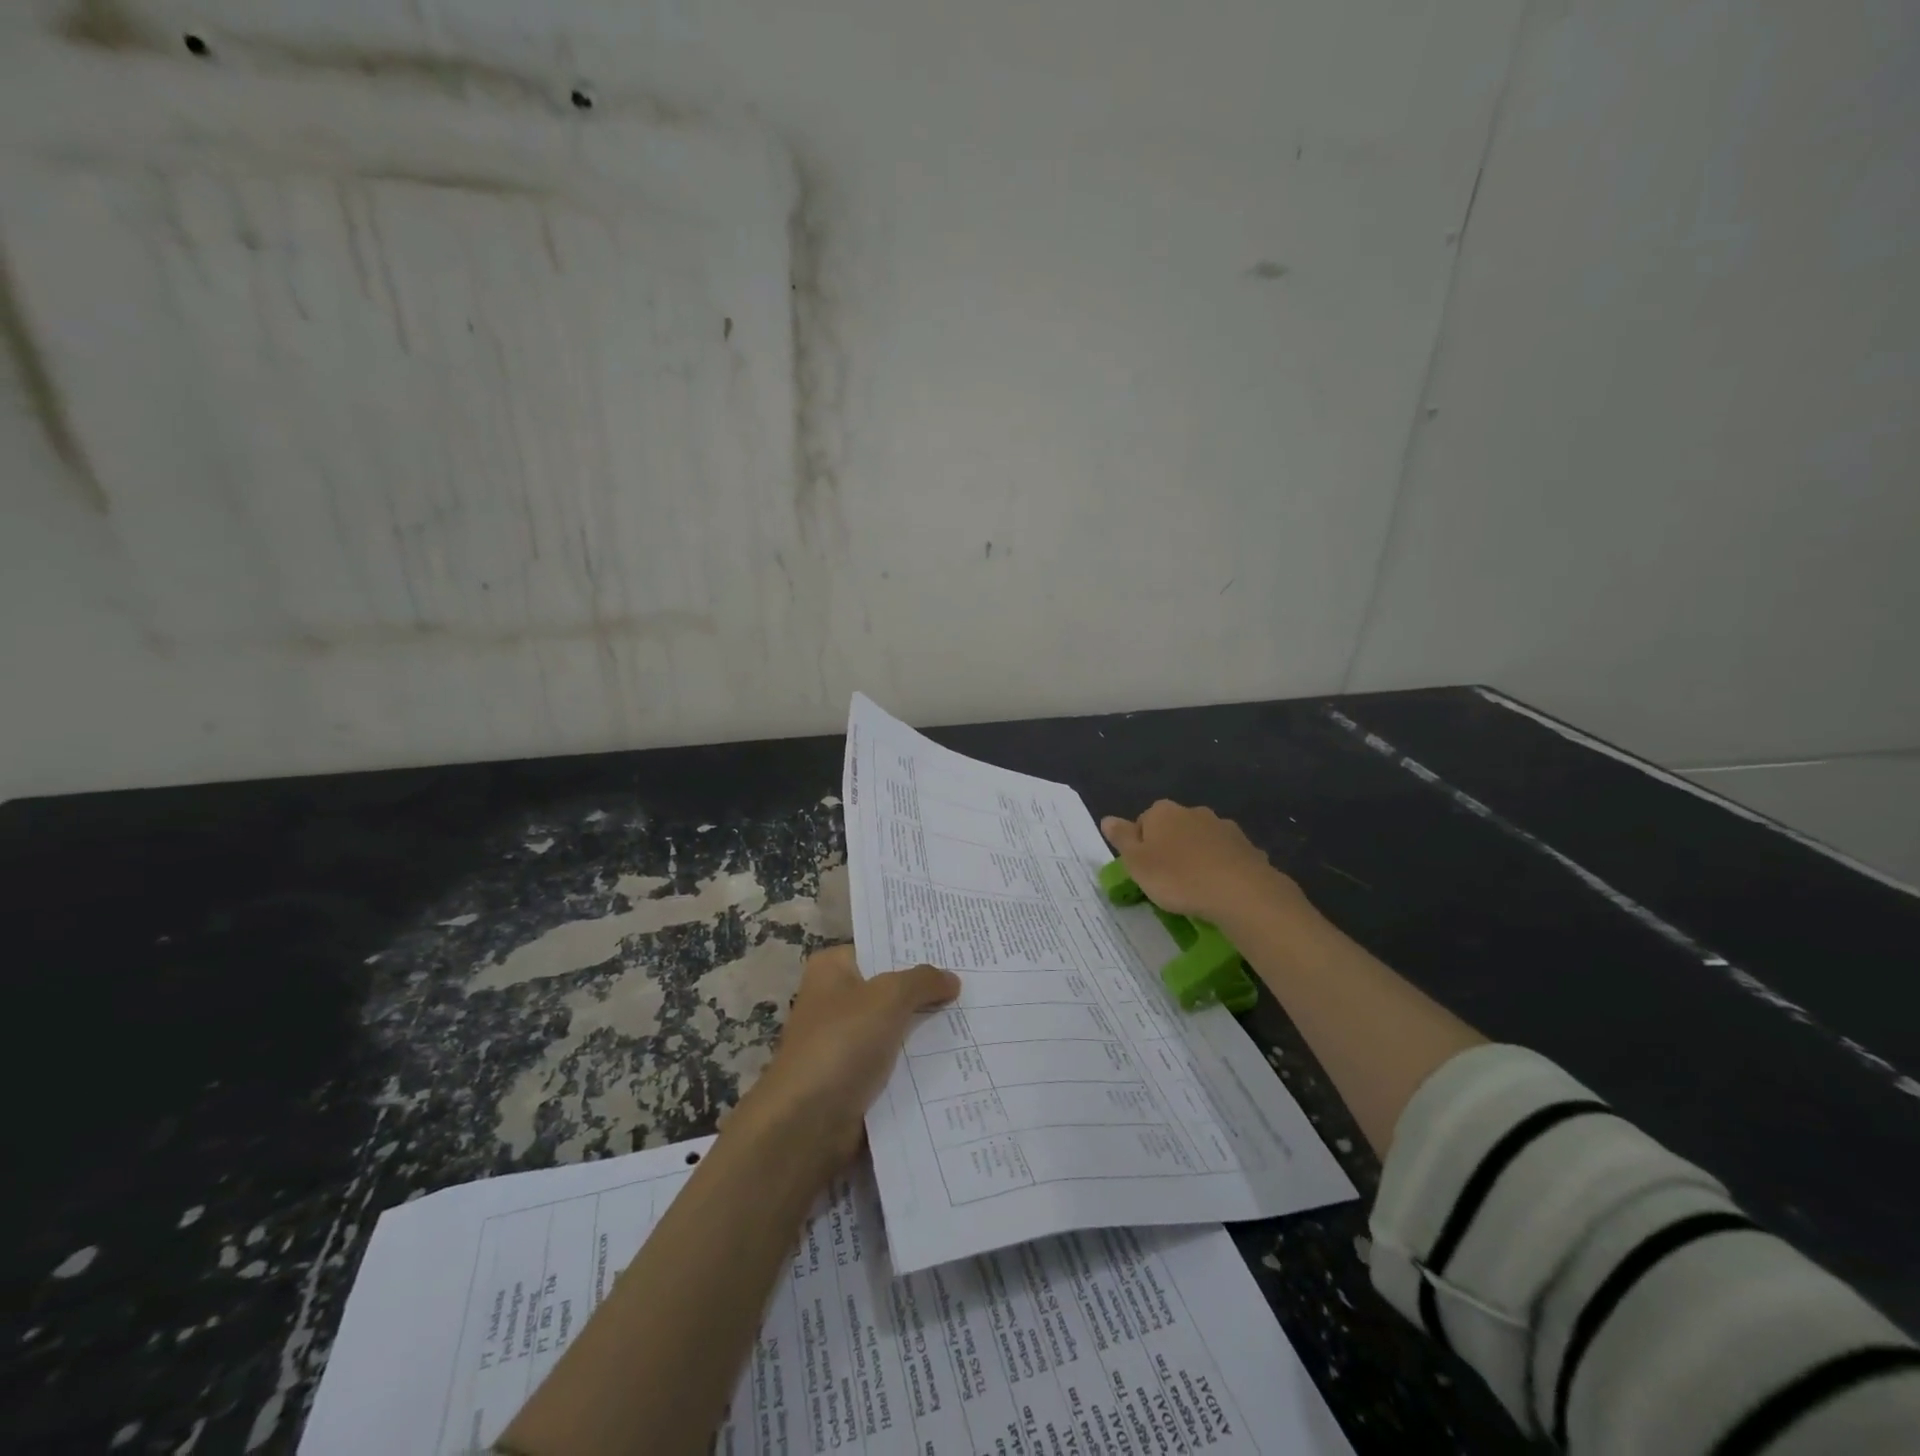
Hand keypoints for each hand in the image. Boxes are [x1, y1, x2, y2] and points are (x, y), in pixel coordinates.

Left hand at [736, 945, 959, 1169]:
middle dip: (927, 991)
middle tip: (974, 984)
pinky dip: (919, 1063)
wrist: (806, 1124)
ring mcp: (844, 1041)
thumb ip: (922, 981)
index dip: (915, 950)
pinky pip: (895, 1062)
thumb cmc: (841, 1043)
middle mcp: (835, 1000)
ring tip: (976, 1019)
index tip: (955, 951)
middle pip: (891, 988)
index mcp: (832, 969)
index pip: (880, 948)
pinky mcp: (855, 1079)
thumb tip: (951, 979)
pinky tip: (958, 1058)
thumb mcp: (888, 998)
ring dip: (927, 1030)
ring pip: (896, 1027)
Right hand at [1100, 800, 1302, 925]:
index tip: (1145, 871)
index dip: (1141, 847)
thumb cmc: (1177, 877)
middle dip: (1170, 849)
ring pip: (1201, 841)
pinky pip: (1226, 856)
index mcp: (1163, 812)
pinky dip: (1220, 867)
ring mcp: (1223, 827)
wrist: (1238, 892)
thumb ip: (1121, 838)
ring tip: (1195, 887)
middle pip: (1173, 829)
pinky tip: (1220, 889)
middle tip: (1167, 881)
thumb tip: (1107, 819)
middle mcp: (1193, 811)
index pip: (1143, 823)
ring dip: (1197, 857)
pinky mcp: (1247, 846)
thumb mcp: (1137, 862)